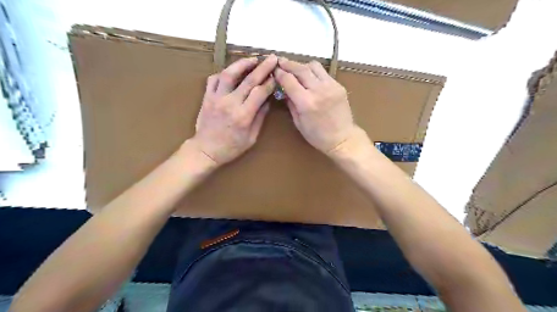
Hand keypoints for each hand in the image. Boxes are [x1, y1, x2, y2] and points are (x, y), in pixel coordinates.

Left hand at [191, 55, 277, 165]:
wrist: (206, 150)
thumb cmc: (231, 147)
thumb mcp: (251, 138)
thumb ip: (260, 117)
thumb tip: (267, 100)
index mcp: (243, 116)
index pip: (259, 92)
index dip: (269, 83)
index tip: (277, 76)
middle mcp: (230, 103)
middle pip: (248, 80)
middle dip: (262, 67)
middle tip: (271, 58)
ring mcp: (216, 98)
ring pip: (229, 74)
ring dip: (242, 64)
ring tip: (252, 59)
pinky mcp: (207, 97)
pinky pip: (213, 80)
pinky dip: (223, 73)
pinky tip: (231, 72)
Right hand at [273, 57, 360, 156]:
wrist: (342, 138)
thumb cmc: (317, 136)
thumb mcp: (298, 122)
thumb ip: (290, 104)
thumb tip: (283, 90)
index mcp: (306, 103)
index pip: (289, 80)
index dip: (279, 73)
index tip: (273, 70)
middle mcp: (318, 90)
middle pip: (300, 69)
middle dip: (288, 64)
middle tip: (280, 62)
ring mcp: (331, 86)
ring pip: (313, 66)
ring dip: (302, 66)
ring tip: (296, 69)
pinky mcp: (338, 85)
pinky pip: (324, 73)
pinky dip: (314, 72)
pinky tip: (310, 78)